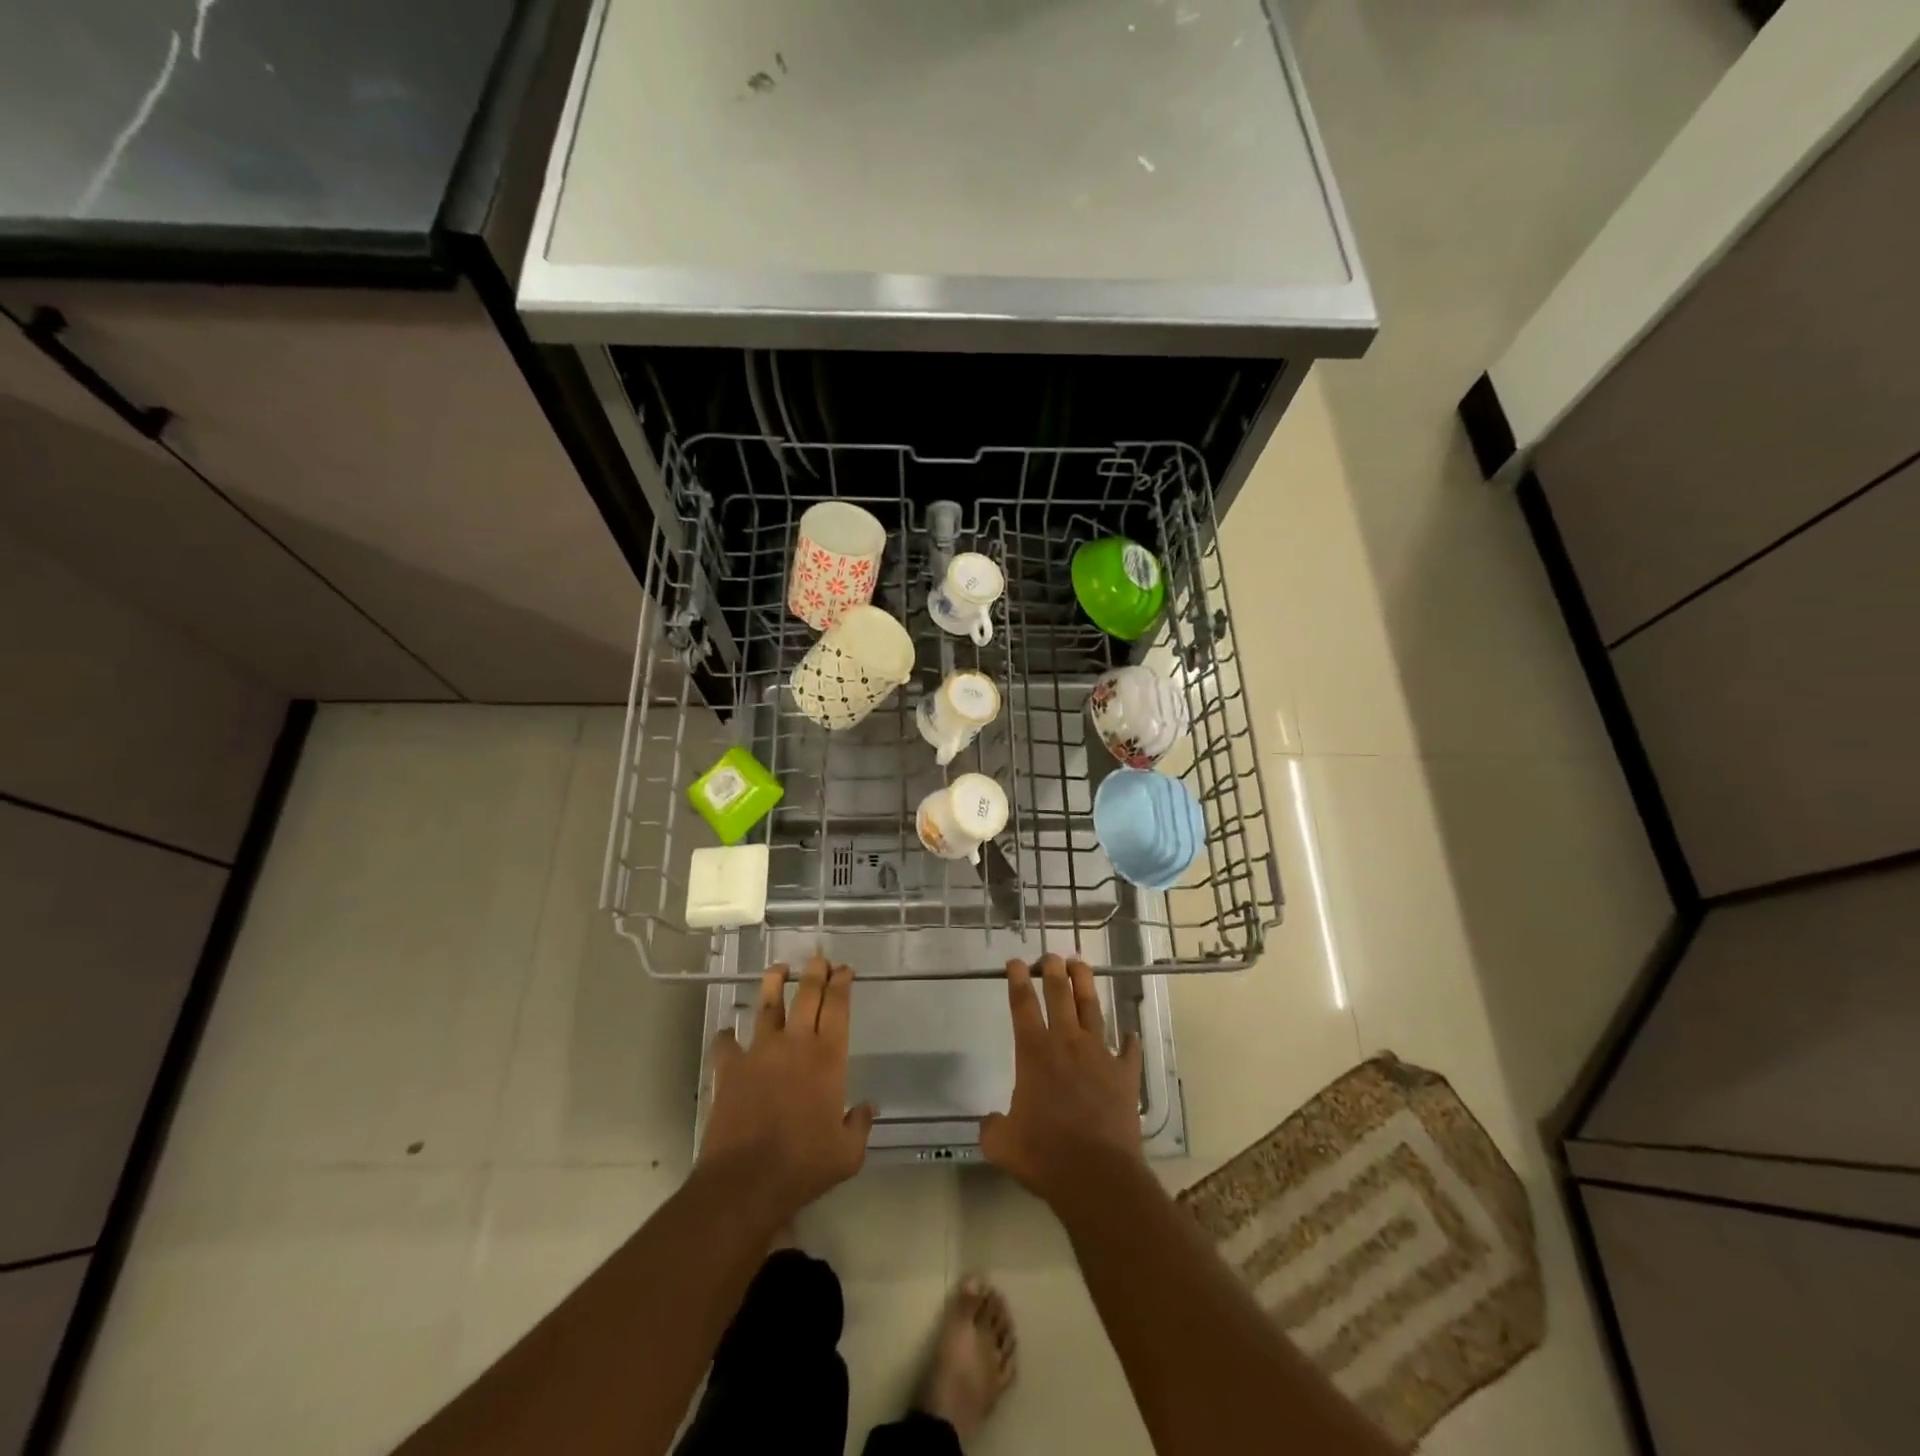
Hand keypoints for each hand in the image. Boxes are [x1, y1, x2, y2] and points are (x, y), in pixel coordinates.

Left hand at [699, 957, 874, 1223]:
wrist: (746, 1180)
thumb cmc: (804, 1165)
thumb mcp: (847, 1153)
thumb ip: (860, 1125)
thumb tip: (867, 1108)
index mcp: (828, 1057)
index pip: (838, 1007)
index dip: (842, 984)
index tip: (844, 969)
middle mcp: (796, 1044)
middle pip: (807, 995)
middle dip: (815, 972)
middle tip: (819, 958)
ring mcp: (759, 1052)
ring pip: (768, 1005)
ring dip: (774, 983)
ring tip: (779, 968)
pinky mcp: (730, 1069)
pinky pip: (726, 1043)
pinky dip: (727, 1036)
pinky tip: (727, 1033)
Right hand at [980, 955, 1143, 1203]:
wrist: (1096, 1175)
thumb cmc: (1044, 1155)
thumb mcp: (1002, 1144)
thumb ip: (992, 1127)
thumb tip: (989, 1121)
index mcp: (1034, 1052)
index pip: (1022, 1004)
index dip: (1017, 979)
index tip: (1015, 962)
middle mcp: (1067, 1043)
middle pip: (1059, 994)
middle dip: (1053, 969)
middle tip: (1050, 956)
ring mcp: (1100, 1055)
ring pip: (1093, 1008)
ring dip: (1085, 984)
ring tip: (1081, 965)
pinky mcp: (1125, 1074)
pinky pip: (1129, 1051)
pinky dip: (1129, 1041)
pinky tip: (1131, 1033)